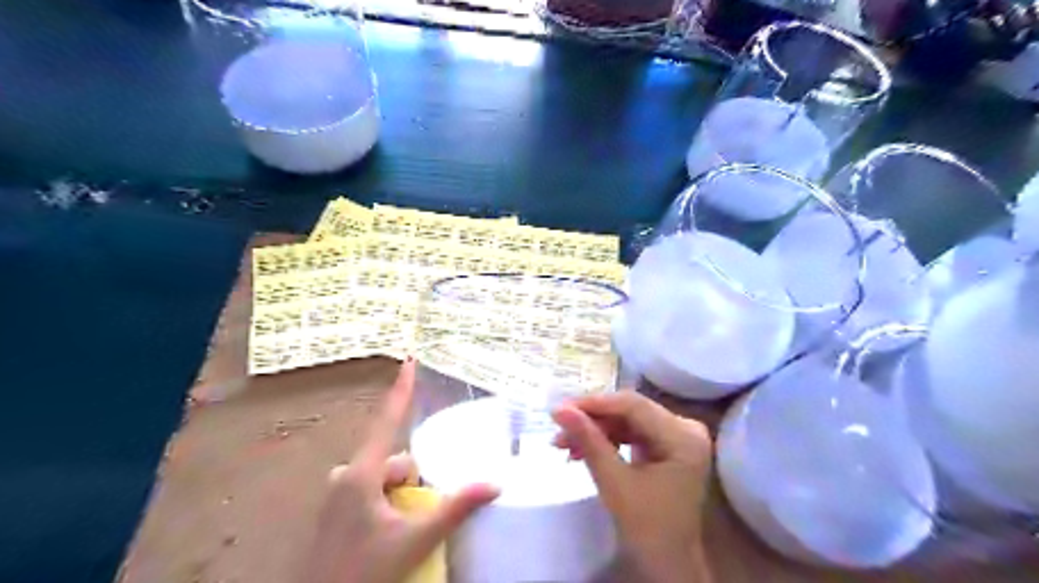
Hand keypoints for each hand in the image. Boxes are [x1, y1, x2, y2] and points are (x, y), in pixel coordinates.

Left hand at [300, 360, 498, 581]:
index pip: (387, 420)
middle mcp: (346, 475)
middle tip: (418, 516)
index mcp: (361, 474)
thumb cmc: (363, 571)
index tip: (409, 360)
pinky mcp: (336, 509)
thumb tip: (494, 485)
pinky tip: (388, 531)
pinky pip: (371, 490)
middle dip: (413, 480)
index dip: (401, 389)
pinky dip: (387, 501)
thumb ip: (455, 509)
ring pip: (383, 477)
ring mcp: (338, 493)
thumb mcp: (414, 540)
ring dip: (401, 494)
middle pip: (393, 460)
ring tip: (404, 530)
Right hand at [551, 392, 714, 582]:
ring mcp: (678, 436)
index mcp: (684, 436)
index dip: (595, 403)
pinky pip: (631, 433)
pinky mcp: (667, 446)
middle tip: (558, 427)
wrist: (668, 565)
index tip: (560, 408)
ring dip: (595, 431)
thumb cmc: (647, 528)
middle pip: (630, 411)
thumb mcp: (614, 482)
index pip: (633, 405)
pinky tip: (580, 450)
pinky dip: (606, 441)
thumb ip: (588, 440)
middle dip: (592, 420)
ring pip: (627, 421)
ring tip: (562, 443)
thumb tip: (559, 409)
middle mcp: (686, 428)